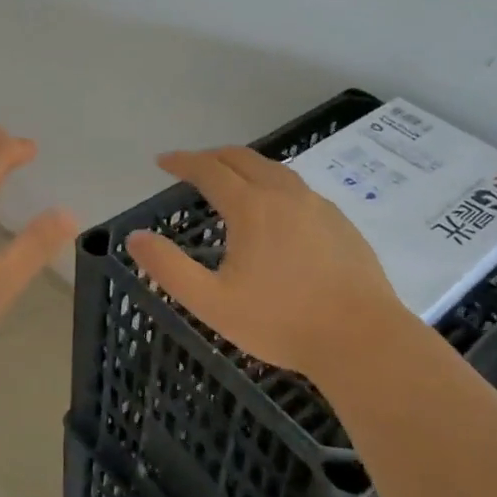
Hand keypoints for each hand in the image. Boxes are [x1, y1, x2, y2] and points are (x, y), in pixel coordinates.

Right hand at [127, 147, 402, 379]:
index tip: (162, 161)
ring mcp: (316, 205)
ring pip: (274, 169)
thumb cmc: (282, 322)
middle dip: (211, 156)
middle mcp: (283, 193)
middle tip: (192, 166)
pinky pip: (297, 188)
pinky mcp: (339, 221)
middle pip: (242, 158)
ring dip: (244, 166)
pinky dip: (273, 183)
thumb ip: (169, 268)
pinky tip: (275, 208)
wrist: (362, 339)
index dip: (182, 161)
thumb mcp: (213, 303)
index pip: (209, 169)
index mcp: (251, 207)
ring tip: (230, 179)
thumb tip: (134, 237)